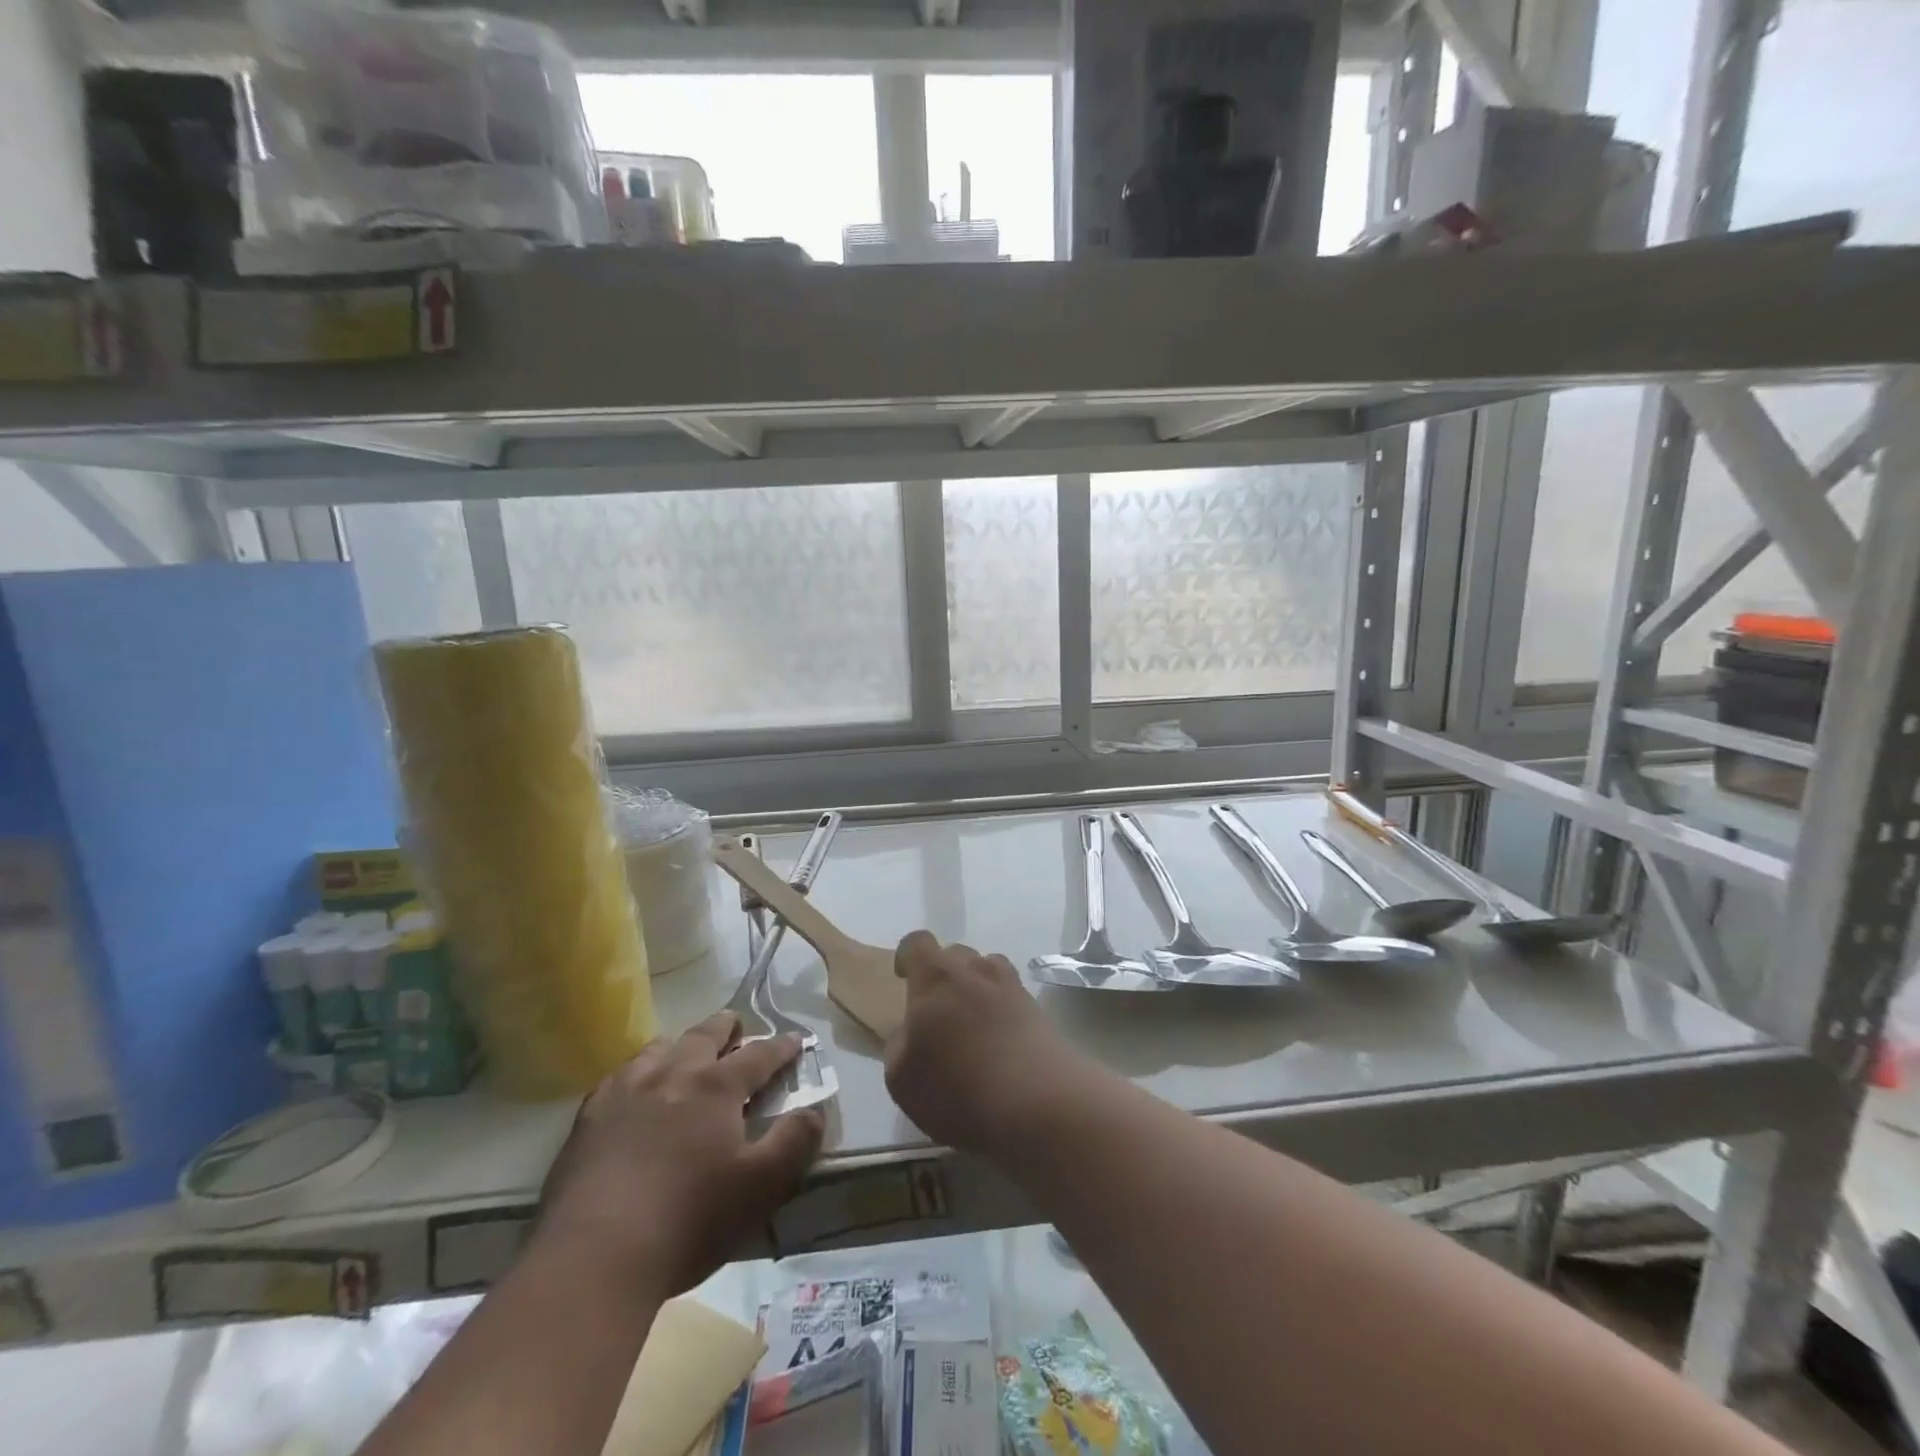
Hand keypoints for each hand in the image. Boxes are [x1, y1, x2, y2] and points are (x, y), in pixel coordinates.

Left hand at [536, 1013, 824, 1294]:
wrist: (592, 1258)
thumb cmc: (688, 1221)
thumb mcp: (760, 1187)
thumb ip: (793, 1143)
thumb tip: (814, 1111)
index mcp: (716, 1086)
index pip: (759, 1054)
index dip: (782, 1047)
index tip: (797, 1040)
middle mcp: (673, 1073)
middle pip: (705, 1035)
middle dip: (728, 1028)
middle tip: (739, 1028)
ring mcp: (626, 1091)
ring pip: (660, 1047)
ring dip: (682, 1045)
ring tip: (688, 1054)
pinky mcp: (589, 1117)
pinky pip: (620, 1075)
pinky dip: (639, 1071)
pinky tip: (635, 1088)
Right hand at [884, 931, 1077, 1154]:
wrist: (1038, 1104)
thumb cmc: (958, 1089)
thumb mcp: (902, 1079)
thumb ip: (899, 1045)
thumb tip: (909, 1030)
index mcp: (936, 978)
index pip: (917, 943)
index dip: (908, 956)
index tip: (904, 978)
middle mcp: (975, 970)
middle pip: (955, 954)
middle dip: (944, 975)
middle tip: (938, 1011)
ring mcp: (1012, 986)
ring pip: (988, 970)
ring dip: (976, 986)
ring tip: (972, 1023)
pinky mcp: (1038, 1009)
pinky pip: (1012, 995)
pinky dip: (1002, 1009)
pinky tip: (999, 1042)